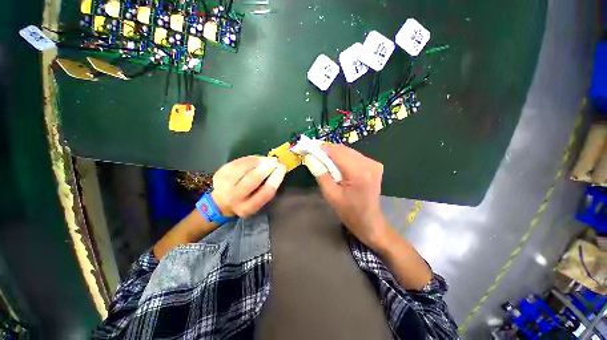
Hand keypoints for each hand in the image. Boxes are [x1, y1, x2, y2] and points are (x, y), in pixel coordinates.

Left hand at [212, 156, 285, 216]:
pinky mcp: (220, 173)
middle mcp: (234, 198)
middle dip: (267, 167)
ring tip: (267, 159)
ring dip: (259, 161)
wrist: (219, 203)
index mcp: (247, 208)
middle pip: (253, 179)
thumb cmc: (244, 202)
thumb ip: (266, 190)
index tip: (282, 169)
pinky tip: (257, 159)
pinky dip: (250, 159)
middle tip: (275, 161)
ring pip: (244, 167)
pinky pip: (238, 162)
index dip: (276, 179)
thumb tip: (277, 170)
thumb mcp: (256, 202)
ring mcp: (224, 184)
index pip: (265, 192)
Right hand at [305, 144, 388, 248]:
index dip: (322, 148)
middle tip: (314, 153)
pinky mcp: (374, 165)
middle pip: (343, 149)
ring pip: (349, 151)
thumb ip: (320, 173)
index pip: (337, 152)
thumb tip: (311, 157)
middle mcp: (369, 164)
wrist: (369, 221)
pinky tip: (336, 164)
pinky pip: (354, 156)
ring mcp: (374, 163)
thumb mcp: (330, 194)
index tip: (309, 147)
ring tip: (323, 159)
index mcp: (359, 173)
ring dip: (335, 153)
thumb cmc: (349, 211)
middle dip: (327, 150)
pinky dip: (343, 157)